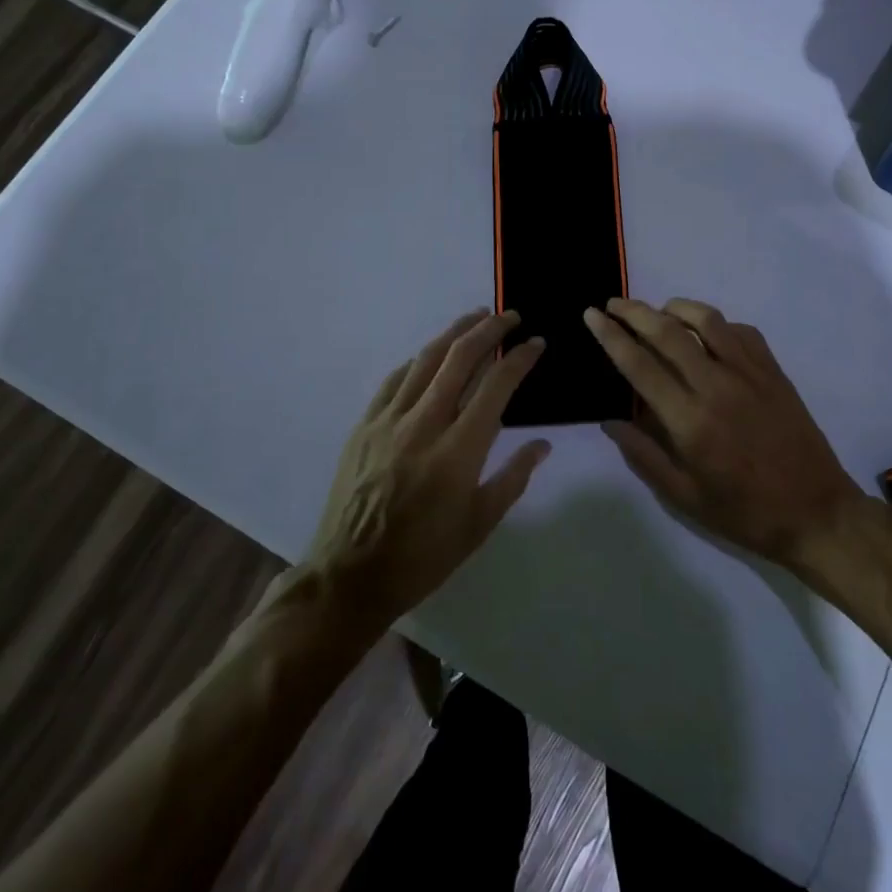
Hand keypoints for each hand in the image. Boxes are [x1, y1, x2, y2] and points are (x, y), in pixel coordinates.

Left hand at [304, 309, 550, 632]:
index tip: (536, 343)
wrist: (350, 576)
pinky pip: (394, 380)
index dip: (520, 358)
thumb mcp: (479, 524)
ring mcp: (389, 421)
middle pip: (460, 358)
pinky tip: (429, 356)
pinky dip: (418, 360)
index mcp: (459, 451)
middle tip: (510, 315)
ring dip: (454, 333)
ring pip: (425, 360)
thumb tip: (542, 444)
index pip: (496, 386)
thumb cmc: (423, 556)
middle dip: (489, 329)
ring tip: (476, 317)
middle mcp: (424, 424)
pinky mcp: (364, 425)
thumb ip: (513, 477)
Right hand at [583, 298, 867, 570]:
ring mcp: (750, 374)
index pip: (640, 365)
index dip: (611, 336)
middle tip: (612, 304)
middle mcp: (717, 386)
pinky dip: (715, 323)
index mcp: (690, 421)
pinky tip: (705, 333)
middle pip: (668, 331)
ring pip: (706, 319)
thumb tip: (609, 421)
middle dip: (634, 311)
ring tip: (657, 311)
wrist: (817, 513)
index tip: (591, 315)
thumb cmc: (745, 512)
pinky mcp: (773, 371)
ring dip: (675, 307)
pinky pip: (740, 331)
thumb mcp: (685, 497)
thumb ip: (643, 456)